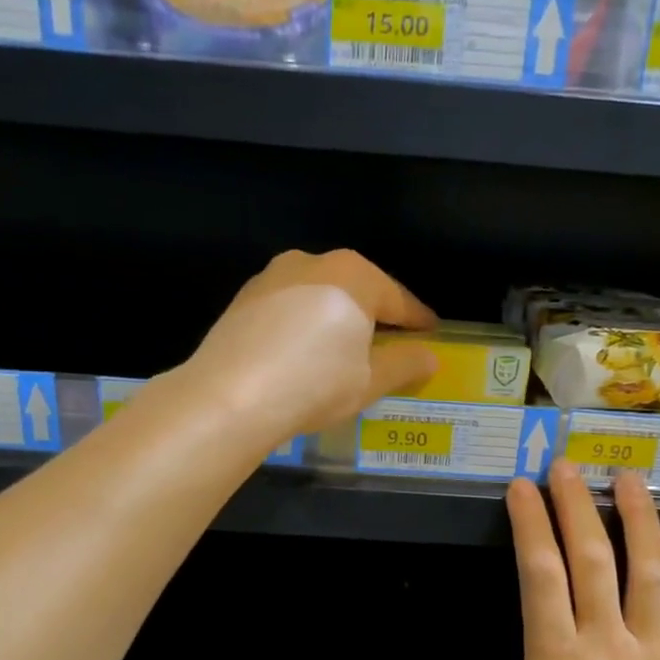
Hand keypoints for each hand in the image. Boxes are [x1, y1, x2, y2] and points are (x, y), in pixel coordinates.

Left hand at [184, 250, 438, 447]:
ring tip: (345, 348)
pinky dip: (305, 324)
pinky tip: (304, 351)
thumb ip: (405, 364)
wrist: (228, 396)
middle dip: (376, 314)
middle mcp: (314, 262)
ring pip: (320, 294)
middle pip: (358, 289)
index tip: (431, 332)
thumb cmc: (314, 384)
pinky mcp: (244, 298)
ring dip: (337, 317)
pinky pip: (290, 307)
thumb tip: (430, 357)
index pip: (398, 299)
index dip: (417, 320)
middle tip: (391, 341)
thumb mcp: (369, 381)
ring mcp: (273, 276)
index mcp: (354, 275)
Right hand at [469, 462, 659, 659]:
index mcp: (555, 657)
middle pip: (592, 559)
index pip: (541, 574)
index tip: (523, 487)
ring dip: (638, 519)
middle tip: (567, 465)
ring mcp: (649, 647)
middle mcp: (603, 639)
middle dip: (577, 506)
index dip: (531, 525)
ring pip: (645, 570)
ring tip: (629, 477)